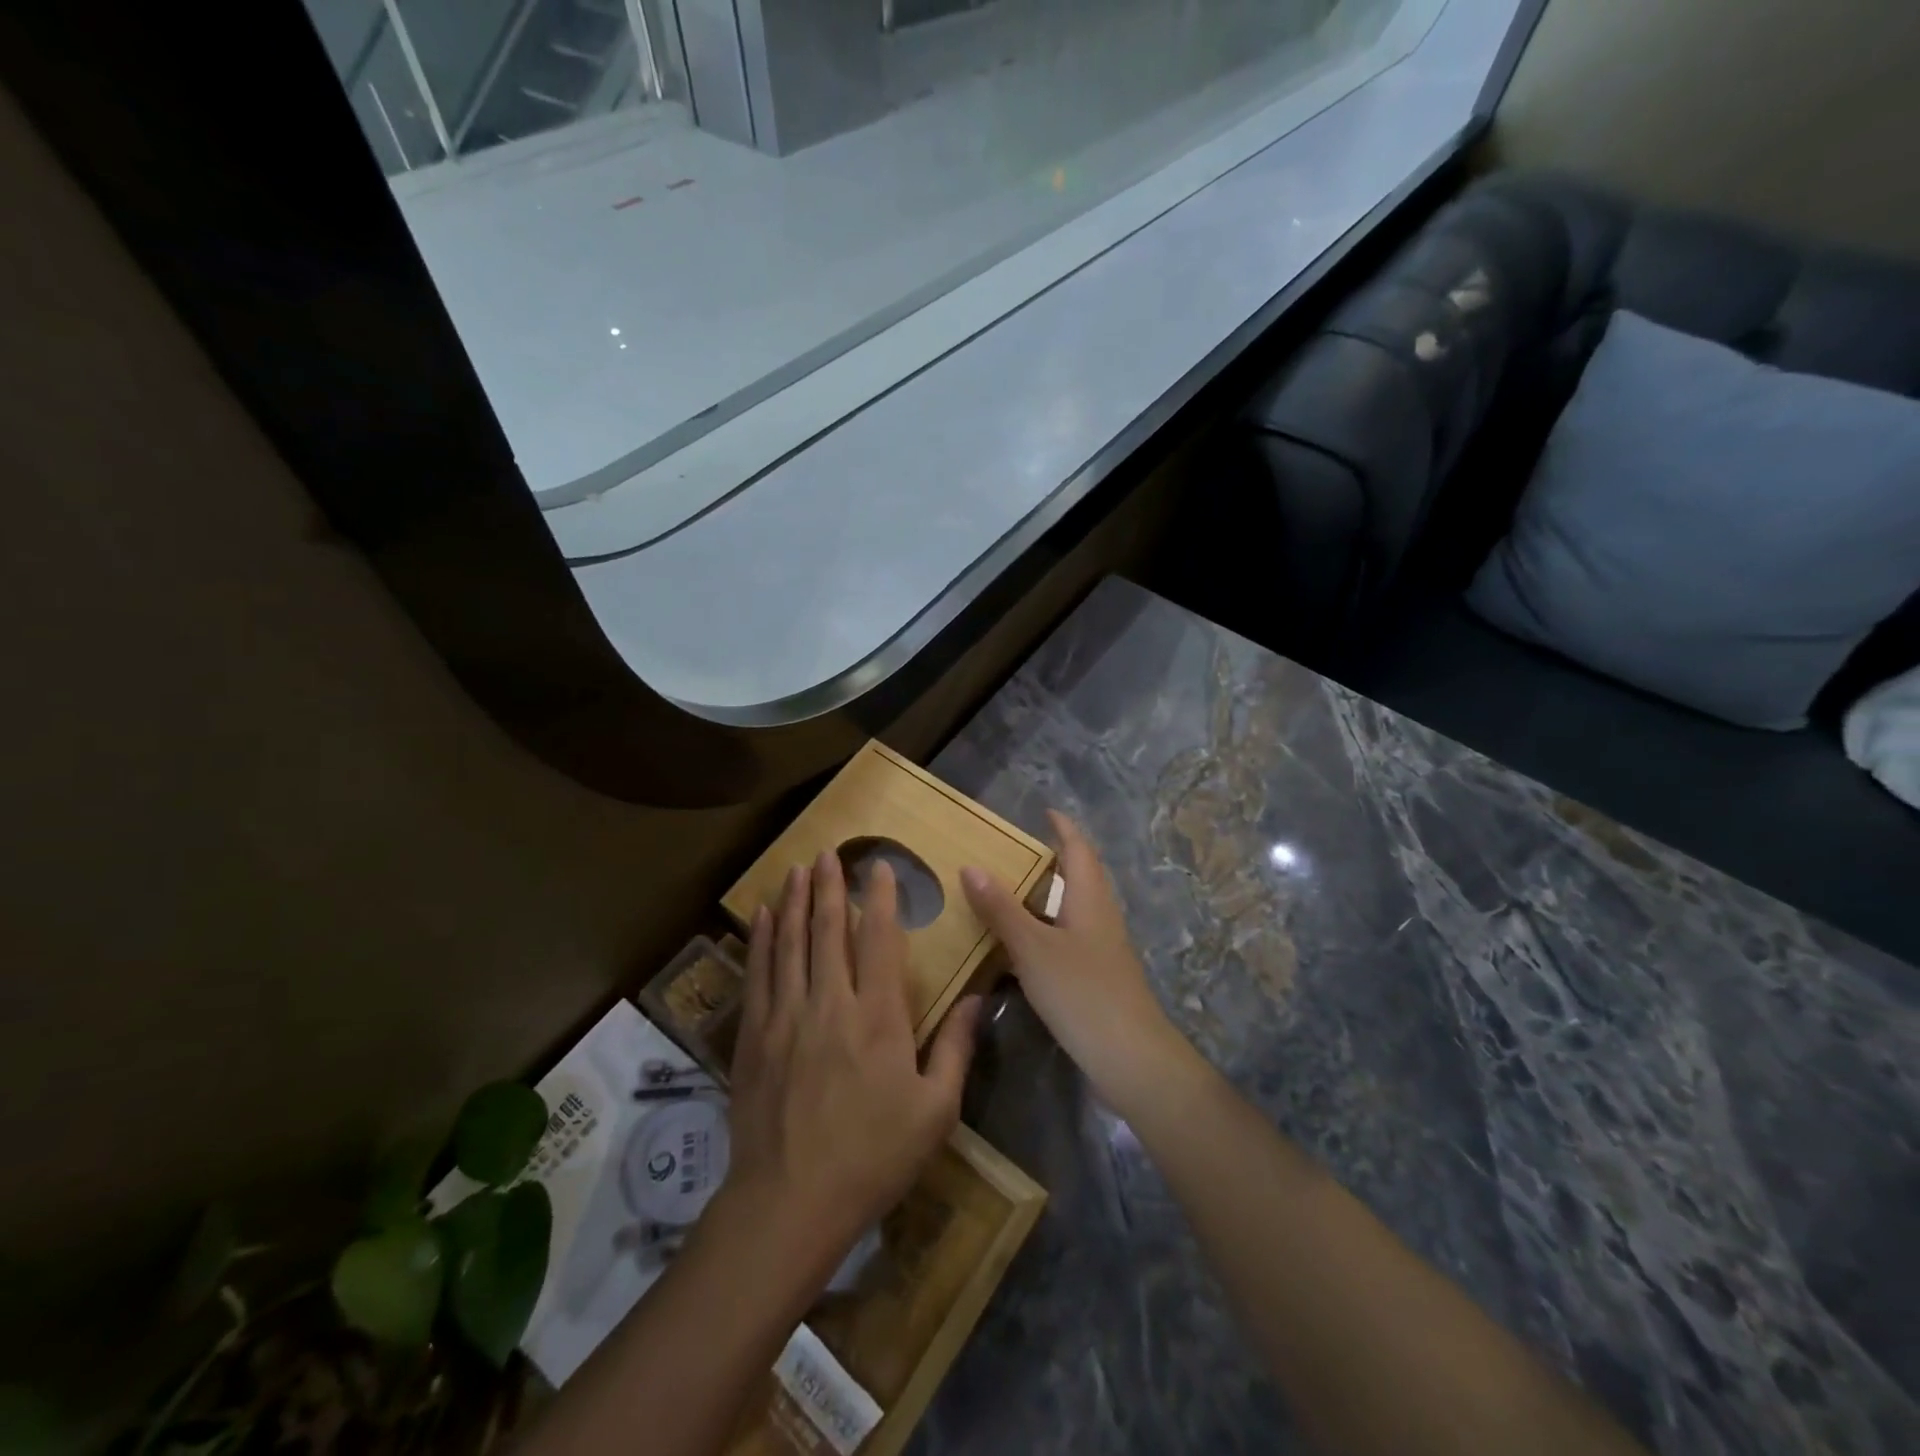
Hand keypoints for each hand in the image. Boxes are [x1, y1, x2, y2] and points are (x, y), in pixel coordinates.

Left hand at [721, 851, 980, 1278]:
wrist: (790, 1203)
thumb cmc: (872, 1157)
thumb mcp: (935, 1111)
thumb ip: (956, 1048)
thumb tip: (980, 998)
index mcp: (877, 1017)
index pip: (880, 940)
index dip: (882, 898)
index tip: (881, 867)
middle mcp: (830, 1003)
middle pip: (828, 930)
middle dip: (830, 887)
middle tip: (829, 853)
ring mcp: (786, 1017)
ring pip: (790, 943)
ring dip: (794, 902)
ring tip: (796, 869)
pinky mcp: (755, 1036)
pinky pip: (759, 974)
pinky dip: (762, 940)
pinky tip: (762, 918)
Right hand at [962, 811, 1195, 1118]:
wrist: (1129, 1058)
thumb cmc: (1082, 992)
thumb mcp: (1033, 947)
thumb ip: (1001, 909)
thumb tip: (971, 866)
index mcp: (1090, 898)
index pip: (1079, 849)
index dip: (1063, 828)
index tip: (1045, 811)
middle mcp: (1100, 916)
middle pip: (1080, 876)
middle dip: (1053, 860)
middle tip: (1014, 852)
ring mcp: (1102, 949)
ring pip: (1073, 910)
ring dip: (1046, 897)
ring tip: (1010, 893)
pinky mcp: (1097, 977)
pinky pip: (1067, 939)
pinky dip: (1044, 931)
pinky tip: (1021, 947)